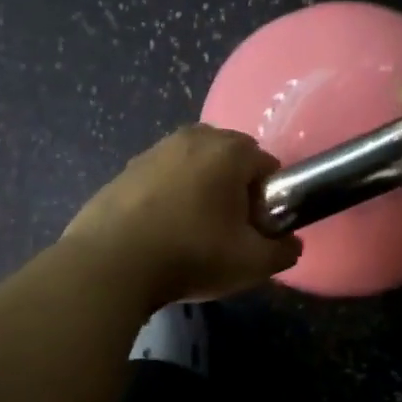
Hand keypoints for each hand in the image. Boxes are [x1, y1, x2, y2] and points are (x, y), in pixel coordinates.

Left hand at [63, 125, 301, 305]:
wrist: (110, 264)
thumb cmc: (191, 255)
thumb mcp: (252, 263)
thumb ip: (283, 251)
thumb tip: (290, 244)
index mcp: (229, 151)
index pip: (267, 166)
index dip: (268, 200)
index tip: (255, 230)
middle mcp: (193, 138)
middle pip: (230, 159)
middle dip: (234, 188)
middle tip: (227, 231)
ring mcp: (155, 150)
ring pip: (194, 166)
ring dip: (200, 190)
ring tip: (191, 232)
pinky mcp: (125, 169)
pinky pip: (162, 178)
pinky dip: (168, 196)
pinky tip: (160, 231)